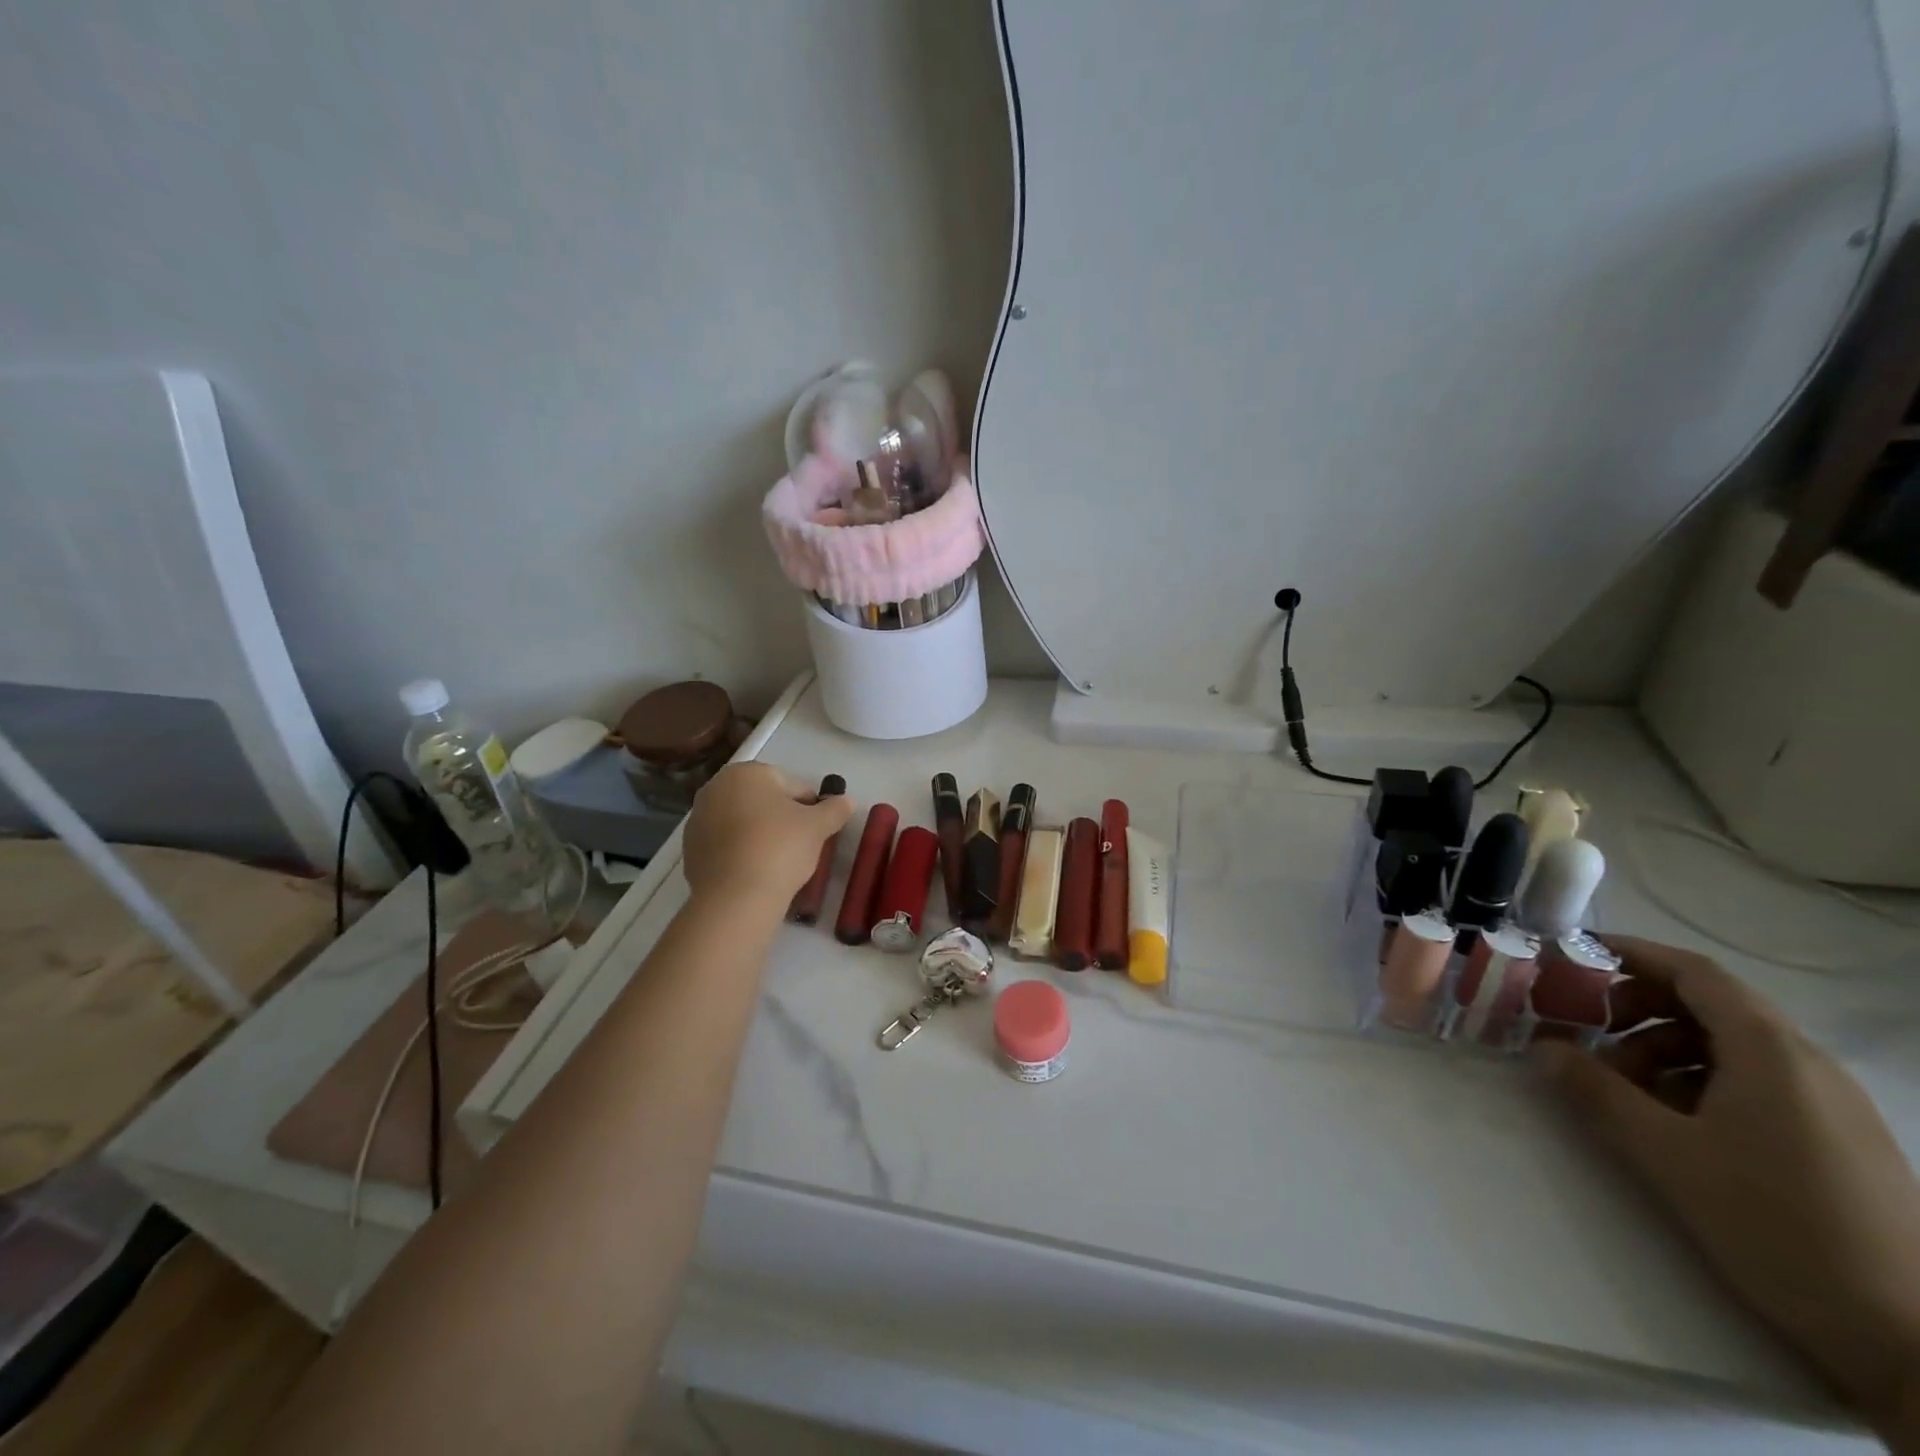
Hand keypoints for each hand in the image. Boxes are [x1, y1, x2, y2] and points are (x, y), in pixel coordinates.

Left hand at [681, 764, 853, 908]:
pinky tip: (755, 870)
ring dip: (759, 833)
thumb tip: (848, 801)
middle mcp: (716, 787)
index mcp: (747, 772)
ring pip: (742, 821)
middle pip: (762, 800)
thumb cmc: (780, 848)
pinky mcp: (690, 848)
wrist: (735, 897)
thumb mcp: (818, 827)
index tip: (818, 829)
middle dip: (781, 817)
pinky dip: (740, 851)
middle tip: (800, 844)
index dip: (809, 806)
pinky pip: (725, 843)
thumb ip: (835, 809)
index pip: (790, 784)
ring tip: (778, 861)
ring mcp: (698, 818)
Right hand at [1537, 938, 1919, 1437]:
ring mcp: (1831, 1103)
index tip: (1573, 957)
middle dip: (1637, 1009)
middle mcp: (1806, 1063)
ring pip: (1730, 1046)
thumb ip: (1595, 1091)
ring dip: (1664, 1050)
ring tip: (1624, 1090)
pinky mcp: (1840, 1139)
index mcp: (1769, 1051)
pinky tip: (1676, 1123)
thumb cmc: (1777, 1225)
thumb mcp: (1665, 1154)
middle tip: (1585, 1031)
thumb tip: (1543, 1047)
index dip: (1630, 954)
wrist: (1915, 1344)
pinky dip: (1701, 1081)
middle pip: (1709, 1005)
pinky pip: (1757, 1082)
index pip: (1693, 971)